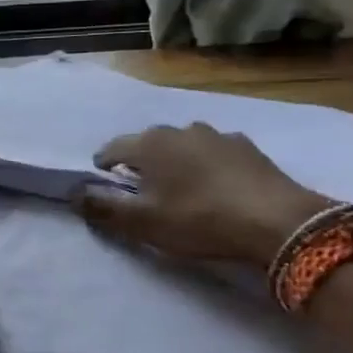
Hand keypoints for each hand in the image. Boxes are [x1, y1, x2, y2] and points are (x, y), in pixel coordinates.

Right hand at [72, 124, 332, 267]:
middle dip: (139, 164)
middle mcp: (180, 129)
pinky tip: (215, 188)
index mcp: (149, 144)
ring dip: (174, 163)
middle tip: (142, 193)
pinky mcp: (248, 148)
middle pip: (147, 144)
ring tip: (179, 190)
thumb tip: (73, 193)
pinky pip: (213, 153)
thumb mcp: (142, 222)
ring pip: (182, 146)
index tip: (105, 187)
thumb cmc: (199, 219)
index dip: (103, 168)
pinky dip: (205, 166)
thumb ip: (103, 207)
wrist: (279, 222)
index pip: (112, 149)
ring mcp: (217, 135)